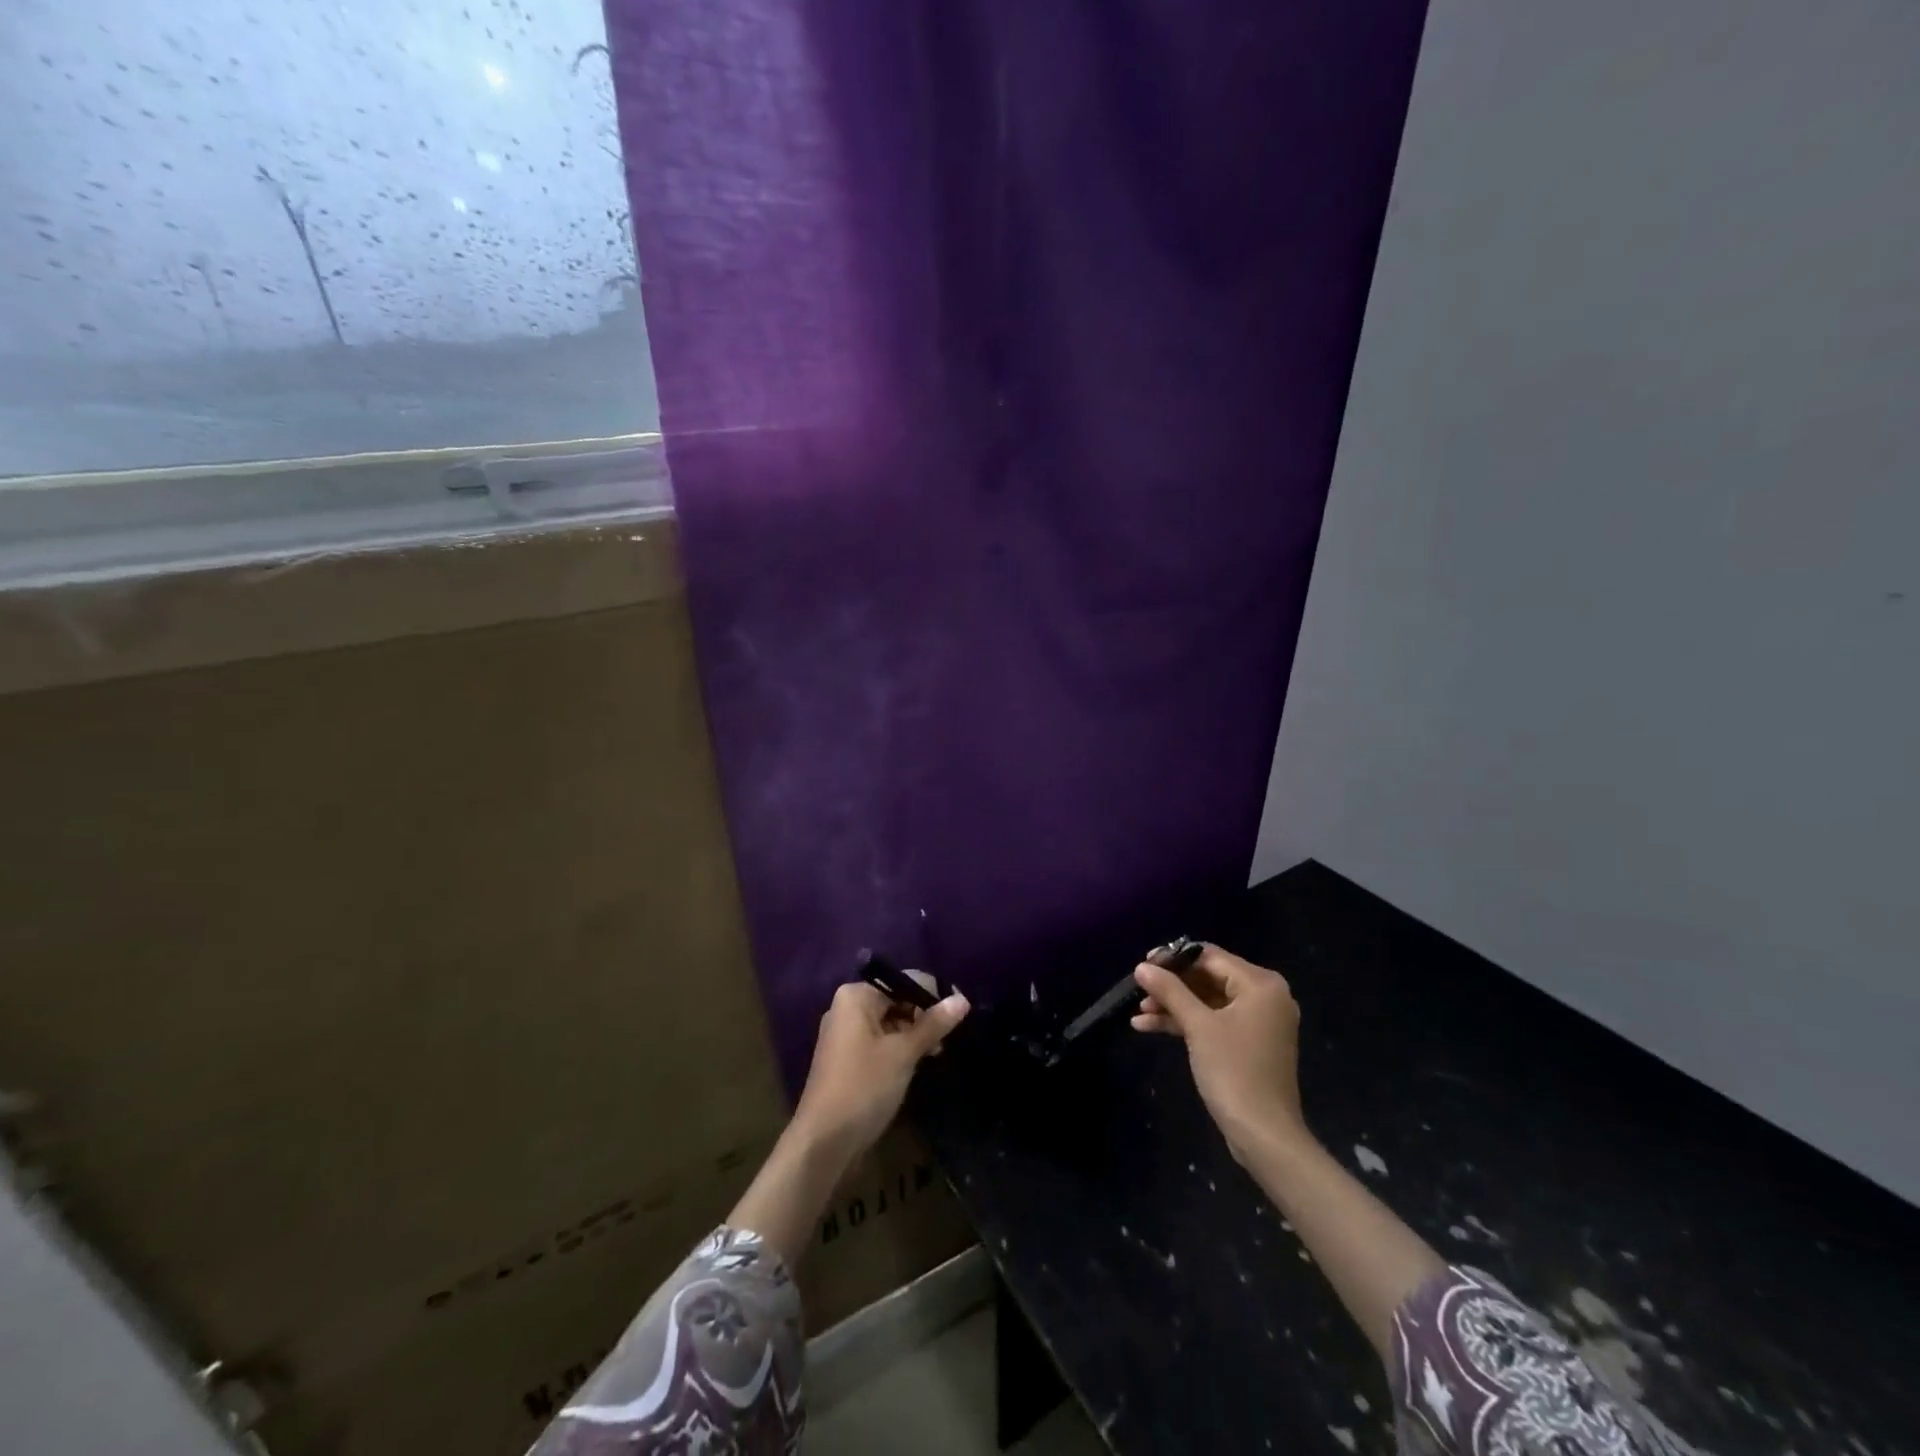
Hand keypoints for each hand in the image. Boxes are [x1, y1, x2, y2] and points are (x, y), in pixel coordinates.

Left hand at [792, 982, 969, 1162]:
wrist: (824, 1142)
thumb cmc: (864, 1087)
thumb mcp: (904, 1053)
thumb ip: (934, 1024)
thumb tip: (963, 999)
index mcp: (856, 996)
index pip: (904, 983)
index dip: (933, 998)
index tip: (958, 1018)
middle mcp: (847, 1007)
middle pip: (897, 1001)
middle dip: (923, 1019)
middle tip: (946, 1042)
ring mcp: (845, 1034)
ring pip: (890, 1023)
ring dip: (914, 1037)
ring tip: (936, 1055)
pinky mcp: (847, 1058)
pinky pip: (880, 1041)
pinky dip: (899, 1049)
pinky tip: (917, 1065)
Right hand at [1132, 945, 1306, 1159]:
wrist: (1264, 1135)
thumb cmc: (1234, 1071)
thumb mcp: (1197, 1026)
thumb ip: (1170, 991)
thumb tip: (1142, 966)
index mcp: (1261, 985)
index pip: (1210, 957)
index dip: (1174, 959)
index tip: (1143, 965)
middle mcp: (1264, 997)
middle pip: (1208, 978)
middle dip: (1172, 986)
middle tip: (1139, 990)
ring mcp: (1258, 1022)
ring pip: (1208, 1002)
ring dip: (1174, 1006)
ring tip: (1139, 1011)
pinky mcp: (1249, 1044)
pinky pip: (1214, 1021)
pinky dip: (1187, 1023)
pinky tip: (1150, 1027)